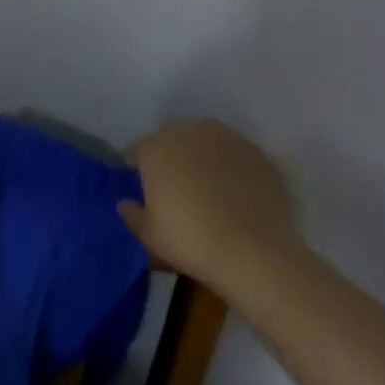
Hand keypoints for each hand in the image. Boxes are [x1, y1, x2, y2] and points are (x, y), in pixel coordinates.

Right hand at [120, 119, 294, 285]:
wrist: (254, 252)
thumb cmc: (190, 240)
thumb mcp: (148, 235)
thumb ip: (132, 214)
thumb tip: (126, 203)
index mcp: (156, 147)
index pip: (138, 151)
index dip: (139, 170)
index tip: (145, 191)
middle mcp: (189, 132)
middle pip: (172, 139)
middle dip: (171, 158)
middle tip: (177, 189)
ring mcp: (227, 139)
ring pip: (206, 142)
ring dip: (202, 157)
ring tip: (210, 188)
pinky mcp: (258, 153)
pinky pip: (235, 156)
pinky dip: (232, 168)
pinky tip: (237, 193)